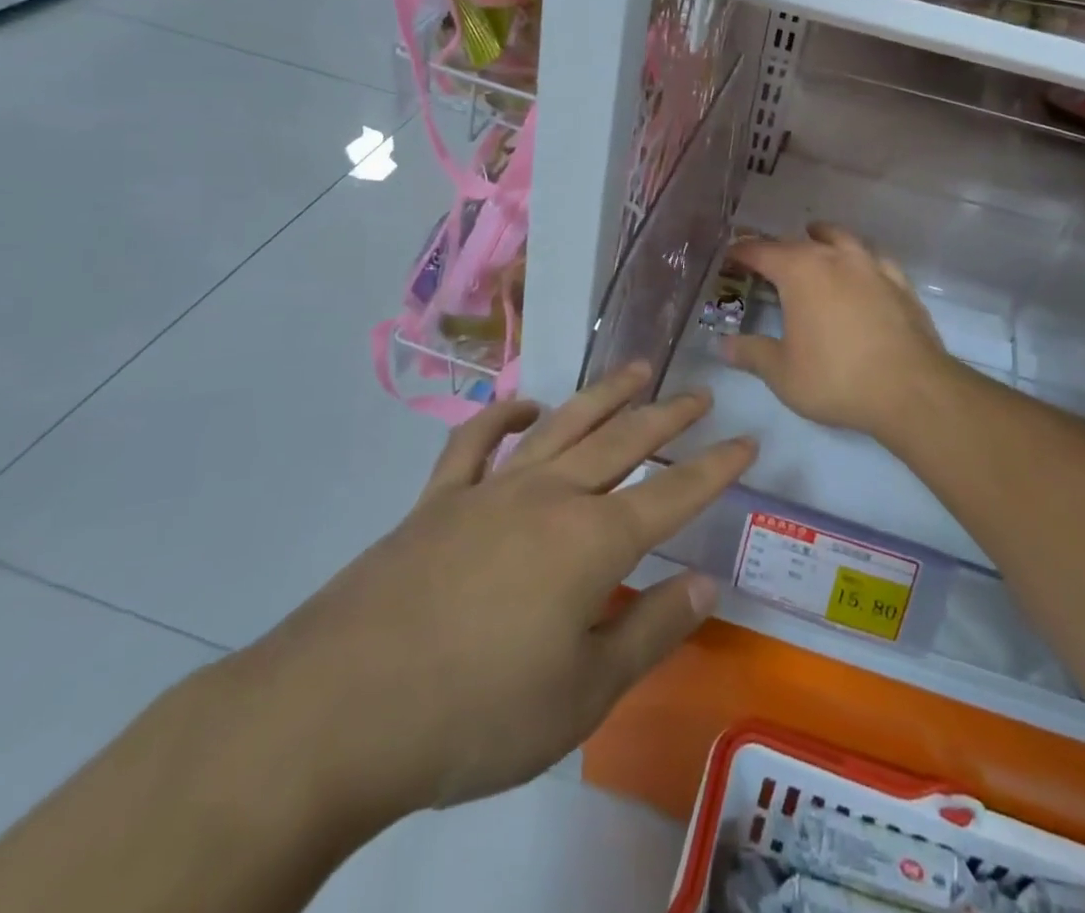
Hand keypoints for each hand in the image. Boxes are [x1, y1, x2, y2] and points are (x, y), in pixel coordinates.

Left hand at [215, 365, 754, 842]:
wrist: (338, 712)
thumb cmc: (474, 715)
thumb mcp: (582, 695)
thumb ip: (650, 630)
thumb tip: (707, 583)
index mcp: (592, 542)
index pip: (673, 493)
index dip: (715, 468)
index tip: (747, 441)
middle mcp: (550, 497)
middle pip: (624, 441)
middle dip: (668, 415)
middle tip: (700, 394)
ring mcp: (491, 490)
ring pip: (563, 425)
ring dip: (605, 395)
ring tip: (638, 370)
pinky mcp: (438, 500)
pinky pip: (476, 443)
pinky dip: (503, 417)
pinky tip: (525, 406)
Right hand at [722, 224, 956, 439]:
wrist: (910, 389)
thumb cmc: (836, 378)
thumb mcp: (783, 373)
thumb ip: (752, 354)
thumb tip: (723, 345)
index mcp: (800, 272)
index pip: (762, 252)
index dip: (742, 252)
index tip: (730, 256)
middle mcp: (835, 258)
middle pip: (800, 242)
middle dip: (778, 247)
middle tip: (765, 259)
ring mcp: (872, 267)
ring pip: (841, 238)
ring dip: (823, 237)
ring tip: (814, 239)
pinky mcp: (900, 283)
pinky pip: (874, 259)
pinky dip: (860, 258)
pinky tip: (862, 270)